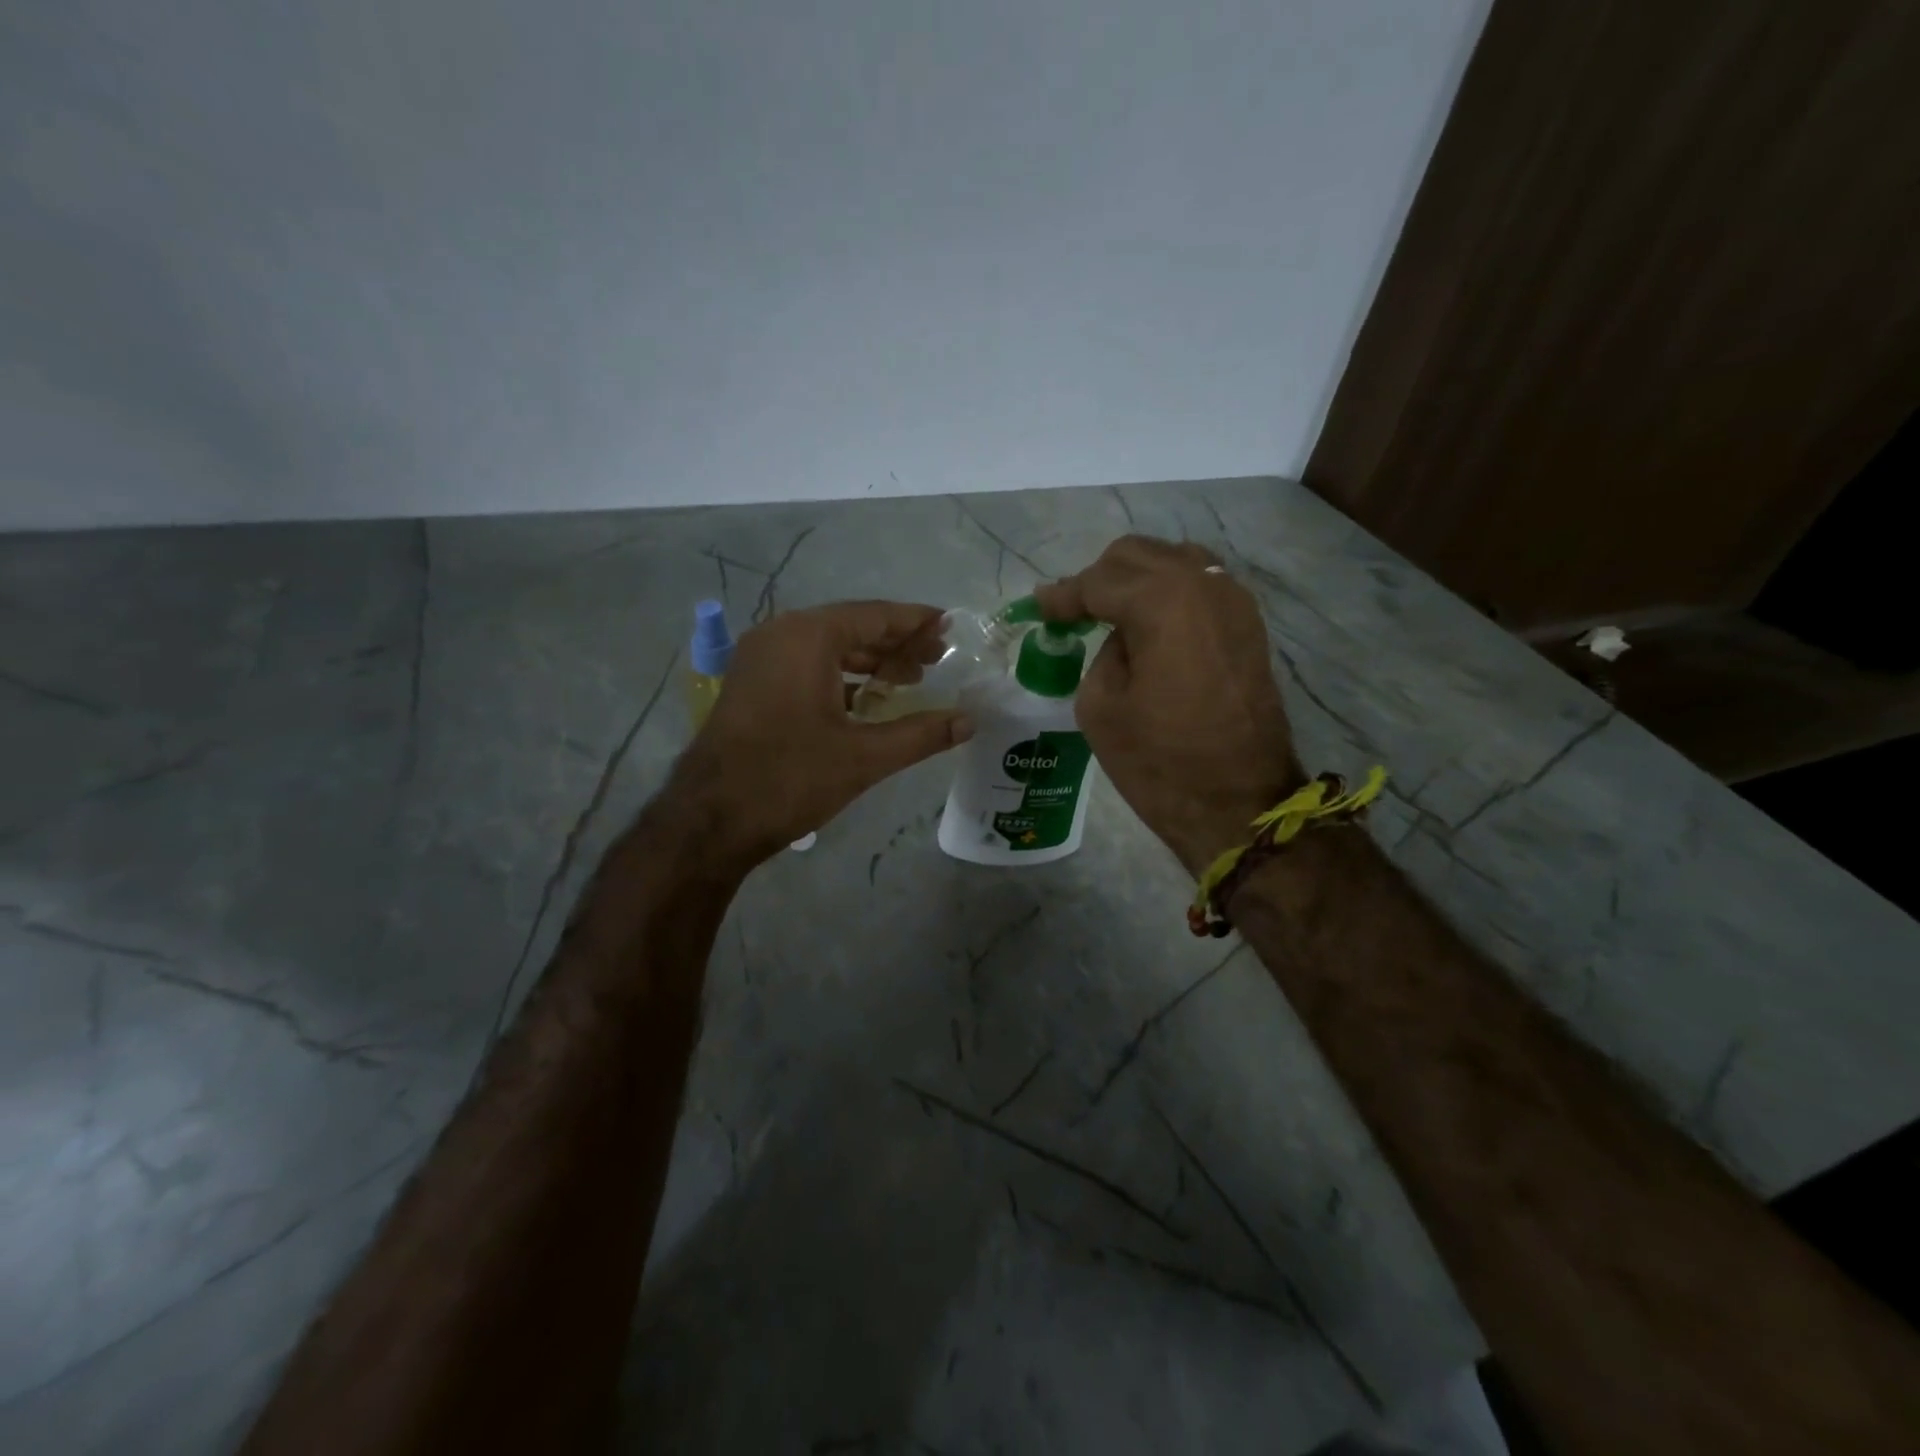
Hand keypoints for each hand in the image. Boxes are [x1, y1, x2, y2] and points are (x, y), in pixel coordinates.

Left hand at [665, 601, 972, 868]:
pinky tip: (867, 700)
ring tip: (910, 681)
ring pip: (827, 648)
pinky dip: (840, 677)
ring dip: (869, 661)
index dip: (916, 622)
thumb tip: (969, 721)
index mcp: (807, 637)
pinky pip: (805, 666)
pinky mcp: (751, 685)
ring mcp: (759, 659)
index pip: (875, 615)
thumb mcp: (864, 757)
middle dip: (896, 644)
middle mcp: (780, 634)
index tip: (949, 627)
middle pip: (851, 627)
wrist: (709, 821)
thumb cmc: (789, 779)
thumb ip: (921, 734)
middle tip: (938, 660)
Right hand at [1035, 537, 1298, 874]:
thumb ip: (1099, 652)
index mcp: (1162, 601)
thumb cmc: (1160, 762)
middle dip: (1099, 578)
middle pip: (1137, 555)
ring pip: (1172, 561)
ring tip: (1110, 614)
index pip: (1098, 581)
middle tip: (1073, 613)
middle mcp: (1203, 584)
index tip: (1039, 607)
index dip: (1063, 596)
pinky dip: (1168, 593)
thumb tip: (1117, 636)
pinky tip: (1149, 623)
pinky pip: (1199, 586)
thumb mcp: (1100, 707)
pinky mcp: (1248, 625)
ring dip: (1136, 580)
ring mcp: (1234, 601)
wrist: (1240, 803)